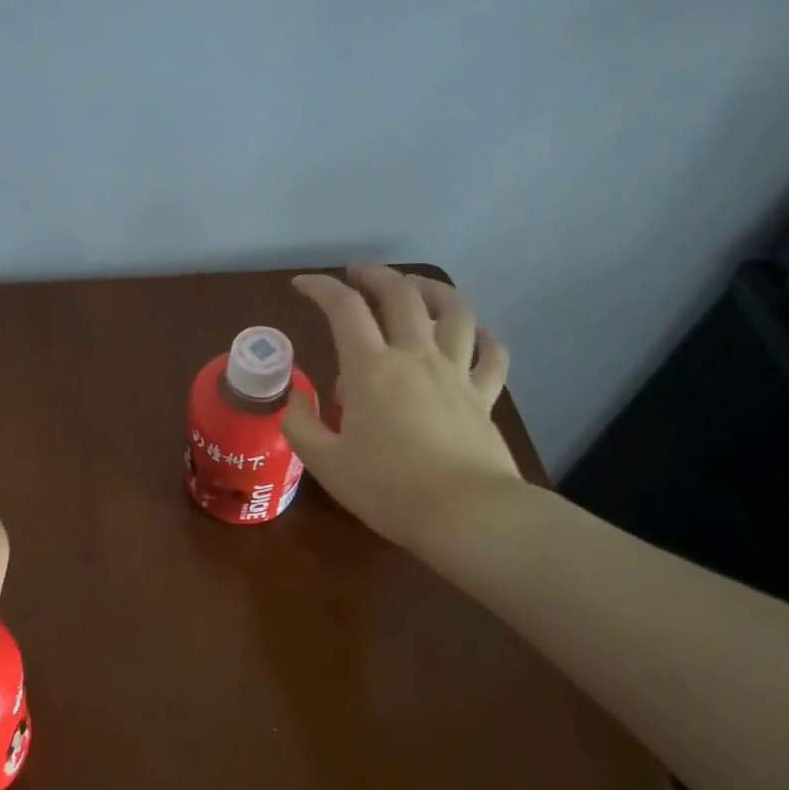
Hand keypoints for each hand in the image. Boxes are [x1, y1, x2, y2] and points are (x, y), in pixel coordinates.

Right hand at [284, 266, 519, 551]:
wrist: (465, 514)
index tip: (302, 285)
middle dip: (376, 275)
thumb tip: (297, 400)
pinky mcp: (483, 397)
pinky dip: (484, 338)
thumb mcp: (324, 462)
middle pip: (401, 295)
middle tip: (357, 274)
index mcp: (371, 369)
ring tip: (416, 287)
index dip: (321, 288)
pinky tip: (478, 335)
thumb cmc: (387, 487)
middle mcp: (415, 357)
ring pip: (454, 311)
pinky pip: (491, 356)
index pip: (344, 309)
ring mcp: (455, 373)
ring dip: (433, 289)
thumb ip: (301, 424)